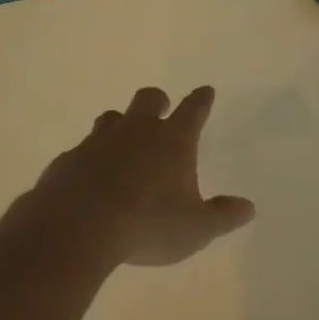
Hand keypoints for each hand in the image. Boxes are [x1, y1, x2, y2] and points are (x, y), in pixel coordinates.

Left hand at [16, 85, 256, 267]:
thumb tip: (249, 207)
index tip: (206, 91)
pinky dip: (90, 156)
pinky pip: (82, 149)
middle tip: (162, 107)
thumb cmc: (147, 224)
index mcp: (173, 141)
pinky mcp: (69, 160)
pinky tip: (90, 175)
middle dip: (158, 101)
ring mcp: (99, 142)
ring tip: (123, 138)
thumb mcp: (195, 228)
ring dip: (120, 124)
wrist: (77, 226)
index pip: (193, 110)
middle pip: (149, 99)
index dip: (201, 100)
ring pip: (112, 118)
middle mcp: (137, 131)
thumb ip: (222, 216)